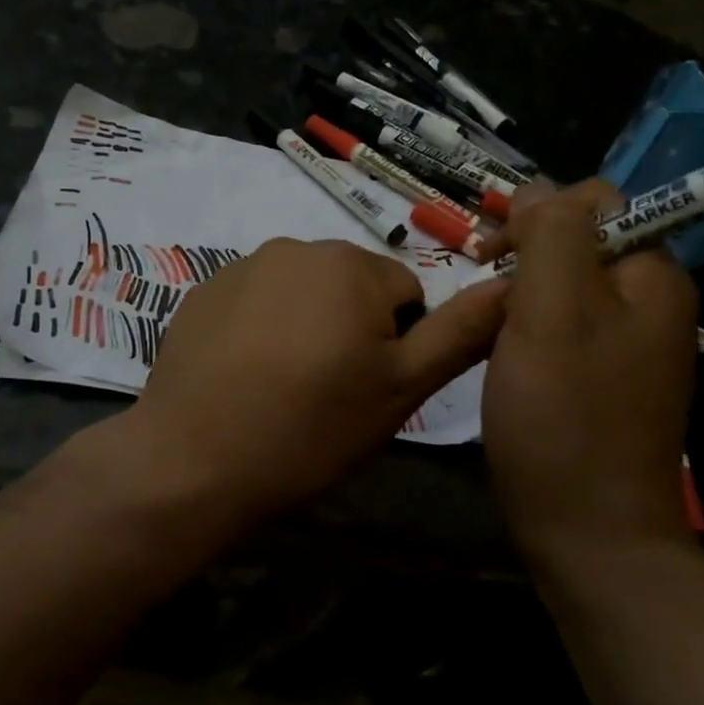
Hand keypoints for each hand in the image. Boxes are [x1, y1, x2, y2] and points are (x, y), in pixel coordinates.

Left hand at [128, 238, 506, 522]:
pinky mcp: (202, 292)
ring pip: (302, 293)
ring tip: (284, 386)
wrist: (194, 458)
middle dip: (352, 328)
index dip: (398, 344)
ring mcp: (241, 266)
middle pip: (351, 286)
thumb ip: (460, 332)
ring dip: (306, 326)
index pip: (406, 292)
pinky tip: (244, 376)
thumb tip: (510, 284)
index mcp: (349, 263)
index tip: (368, 388)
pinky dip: (261, 329)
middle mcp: (295, 246)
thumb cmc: (310, 426)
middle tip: (329, 391)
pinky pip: (255, 301)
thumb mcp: (401, 388)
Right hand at [481, 180, 699, 561]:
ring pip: (564, 284)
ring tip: (487, 327)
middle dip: (525, 253)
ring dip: (520, 292)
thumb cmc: (565, 415)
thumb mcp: (552, 310)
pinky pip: (562, 326)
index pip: (598, 200)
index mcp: (652, 275)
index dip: (540, 212)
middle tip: (483, 290)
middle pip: (580, 241)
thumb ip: (551, 234)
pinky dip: (526, 327)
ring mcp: (628, 343)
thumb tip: (538, 189)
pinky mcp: (603, 377)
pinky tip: (503, 354)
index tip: (494, 253)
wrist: (590, 533)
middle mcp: (649, 301)